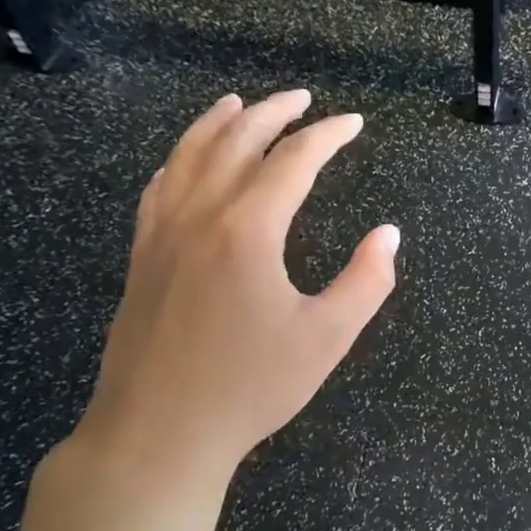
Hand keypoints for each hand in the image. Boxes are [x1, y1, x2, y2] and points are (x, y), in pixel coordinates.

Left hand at [76, 89, 398, 488]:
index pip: (293, 161)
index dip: (327, 136)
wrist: (159, 432)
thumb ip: (366, 281)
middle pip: (235, 142)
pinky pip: (158, 187)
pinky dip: (178, 159)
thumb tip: (388, 235)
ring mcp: (162, 234)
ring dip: (217, 123)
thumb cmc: (251, 386)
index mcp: (248, 231)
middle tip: (302, 98)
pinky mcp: (142, 257)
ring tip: (239, 103)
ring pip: (187, 156)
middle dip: (273, 112)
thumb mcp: (328, 338)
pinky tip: (186, 159)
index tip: (352, 123)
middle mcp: (200, 217)